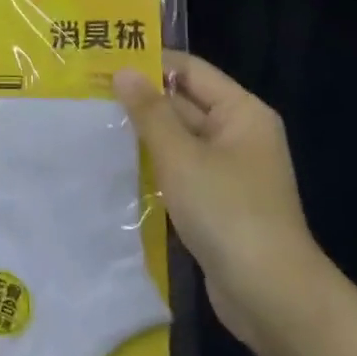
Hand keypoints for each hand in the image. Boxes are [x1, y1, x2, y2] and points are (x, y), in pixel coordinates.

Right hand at [113, 53, 325, 349]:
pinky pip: (179, 169)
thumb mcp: (181, 157)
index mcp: (241, 112)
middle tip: (87, 92)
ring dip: (142, 133)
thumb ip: (150, 113)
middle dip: (140, 99)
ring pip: (178, 138)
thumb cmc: (227, 211)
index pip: (190, 70)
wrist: (269, 294)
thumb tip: (124, 72)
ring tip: (91, 123)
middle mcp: (238, 134)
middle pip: (184, 102)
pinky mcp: (216, 200)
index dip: (149, 63)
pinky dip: (153, 164)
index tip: (103, 61)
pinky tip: (115, 163)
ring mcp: (228, 169)